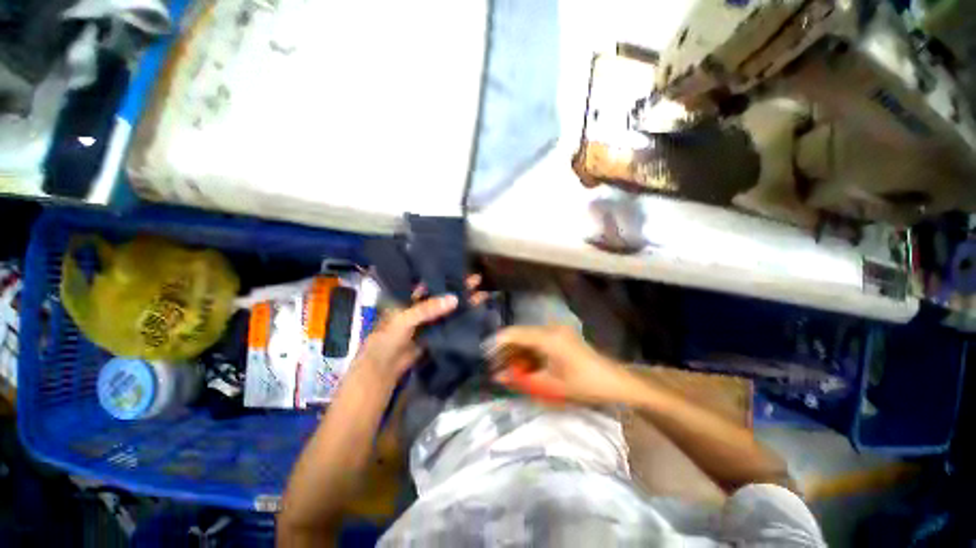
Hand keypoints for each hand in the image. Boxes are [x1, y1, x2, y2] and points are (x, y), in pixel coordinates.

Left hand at [354, 275, 487, 384]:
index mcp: (409, 296)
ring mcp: (429, 320)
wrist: (384, 368)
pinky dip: (460, 319)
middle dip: (459, 287)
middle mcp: (421, 305)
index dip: (445, 275)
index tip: (462, 269)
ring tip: (482, 295)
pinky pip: (449, 323)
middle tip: (478, 280)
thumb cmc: (388, 337)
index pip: (430, 282)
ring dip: (462, 303)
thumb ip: (428, 308)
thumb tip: (454, 299)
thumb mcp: (405, 318)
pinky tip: (474, 313)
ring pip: (448, 308)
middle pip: (442, 294)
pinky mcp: (435, 332)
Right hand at [487, 325, 635, 404]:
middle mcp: (549, 328)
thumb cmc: (584, 384)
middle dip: (505, 351)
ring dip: (517, 353)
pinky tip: (525, 366)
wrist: (615, 381)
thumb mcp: (551, 385)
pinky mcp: (560, 336)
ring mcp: (556, 331)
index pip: (513, 334)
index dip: (496, 343)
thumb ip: (521, 379)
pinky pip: (537, 341)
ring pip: (527, 338)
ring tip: (509, 371)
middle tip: (497, 369)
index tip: (484, 356)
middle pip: (519, 335)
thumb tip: (498, 376)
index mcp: (547, 338)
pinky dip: (528, 353)